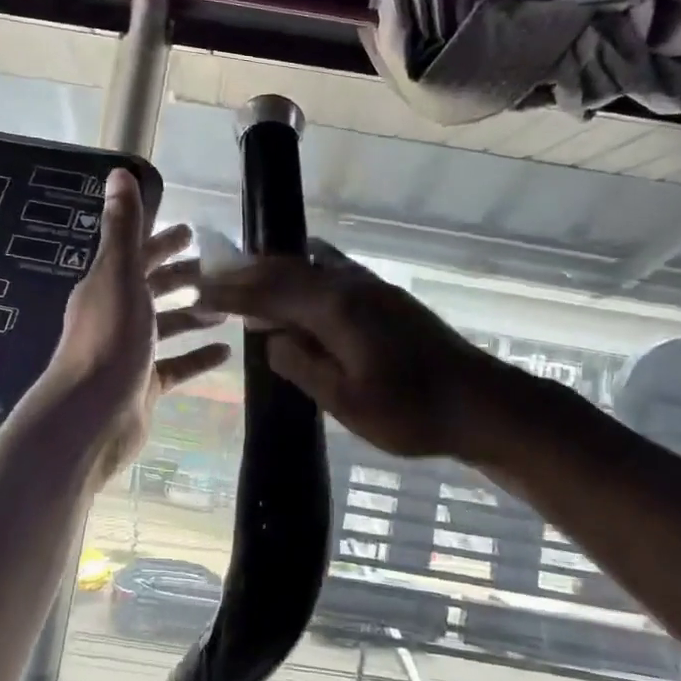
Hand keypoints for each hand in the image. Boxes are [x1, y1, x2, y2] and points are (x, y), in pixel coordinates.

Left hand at [46, 169, 230, 479]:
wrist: (91, 417)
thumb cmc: (109, 341)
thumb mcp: (120, 277)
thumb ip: (124, 229)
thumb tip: (119, 172)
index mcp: (107, 286)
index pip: (137, 255)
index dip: (162, 241)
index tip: (191, 232)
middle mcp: (116, 315)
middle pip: (153, 289)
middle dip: (182, 277)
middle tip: (220, 269)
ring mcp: (130, 352)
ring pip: (166, 327)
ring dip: (193, 315)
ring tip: (228, 307)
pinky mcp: (144, 385)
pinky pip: (176, 366)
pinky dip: (198, 357)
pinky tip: (225, 351)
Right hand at [192, 242, 505, 459]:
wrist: (483, 404)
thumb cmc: (412, 412)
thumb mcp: (347, 401)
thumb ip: (302, 365)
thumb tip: (270, 339)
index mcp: (336, 310)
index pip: (269, 293)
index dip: (231, 292)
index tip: (197, 291)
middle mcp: (350, 287)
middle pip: (287, 270)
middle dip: (246, 274)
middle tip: (211, 277)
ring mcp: (372, 288)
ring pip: (310, 268)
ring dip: (274, 272)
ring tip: (246, 278)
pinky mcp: (387, 299)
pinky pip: (331, 274)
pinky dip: (303, 276)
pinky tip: (301, 285)